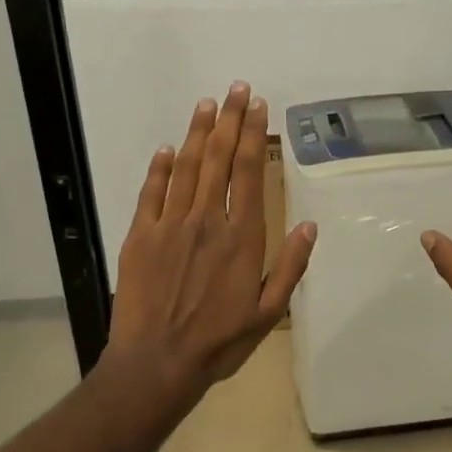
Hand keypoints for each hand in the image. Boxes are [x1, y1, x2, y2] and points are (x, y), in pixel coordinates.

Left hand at [107, 83, 317, 404]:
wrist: (157, 363)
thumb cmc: (219, 341)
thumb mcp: (269, 313)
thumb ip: (290, 267)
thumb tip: (310, 226)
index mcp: (242, 237)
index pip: (248, 173)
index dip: (252, 136)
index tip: (257, 107)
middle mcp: (207, 221)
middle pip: (218, 160)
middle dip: (228, 121)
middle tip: (235, 89)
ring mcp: (170, 226)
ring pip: (185, 168)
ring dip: (196, 133)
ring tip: (206, 105)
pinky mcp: (141, 237)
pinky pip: (151, 193)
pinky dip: (159, 168)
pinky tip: (167, 148)